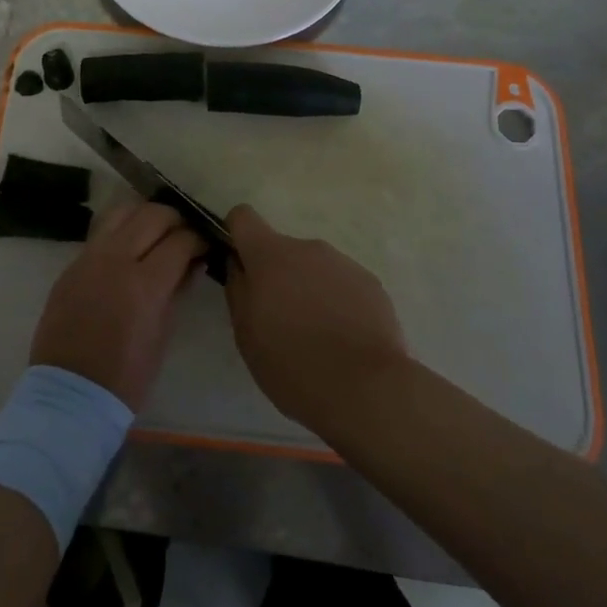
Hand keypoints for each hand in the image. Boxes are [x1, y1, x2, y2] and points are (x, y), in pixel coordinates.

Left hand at [30, 200, 205, 409]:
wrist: (69, 394)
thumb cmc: (126, 376)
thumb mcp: (162, 335)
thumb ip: (177, 291)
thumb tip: (192, 264)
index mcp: (144, 284)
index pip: (180, 240)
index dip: (198, 239)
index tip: (205, 244)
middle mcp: (115, 260)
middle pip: (152, 215)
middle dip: (175, 219)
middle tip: (184, 234)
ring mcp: (89, 258)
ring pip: (122, 211)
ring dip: (144, 215)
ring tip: (155, 231)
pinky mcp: (71, 264)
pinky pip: (100, 232)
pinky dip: (120, 230)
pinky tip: (129, 246)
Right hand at [224, 206, 407, 431]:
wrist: (366, 389)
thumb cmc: (292, 363)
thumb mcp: (246, 334)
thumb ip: (238, 289)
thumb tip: (239, 265)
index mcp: (270, 256)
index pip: (243, 217)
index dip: (236, 235)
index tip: (239, 265)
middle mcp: (307, 248)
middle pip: (282, 249)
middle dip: (277, 275)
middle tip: (281, 320)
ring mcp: (343, 263)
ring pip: (314, 268)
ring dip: (308, 290)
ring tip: (316, 336)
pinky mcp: (371, 283)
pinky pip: (342, 284)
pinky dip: (337, 302)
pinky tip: (344, 339)